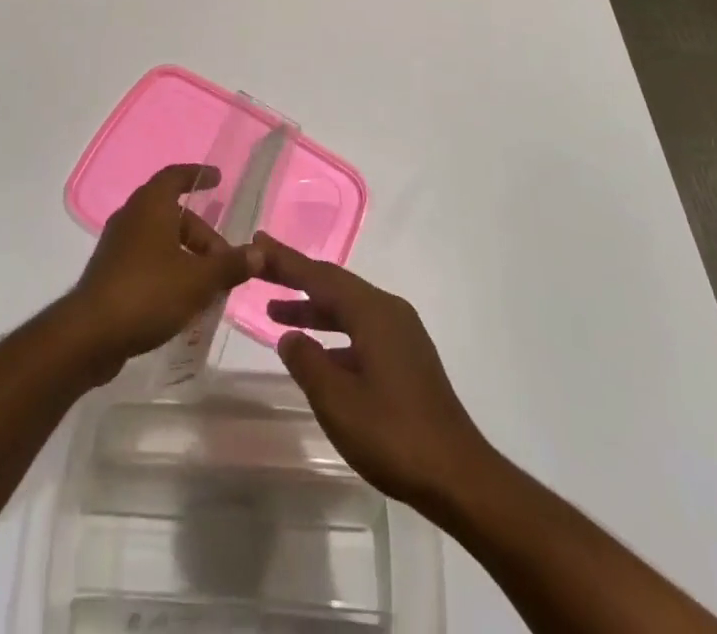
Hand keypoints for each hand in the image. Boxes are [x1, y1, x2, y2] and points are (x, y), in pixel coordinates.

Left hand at [66, 164, 259, 381]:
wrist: (89, 335)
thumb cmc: (148, 293)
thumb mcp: (198, 280)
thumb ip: (230, 265)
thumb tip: (260, 253)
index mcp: (151, 205)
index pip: (176, 176)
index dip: (198, 175)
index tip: (218, 179)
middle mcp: (131, 216)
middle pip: (172, 213)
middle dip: (201, 233)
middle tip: (224, 259)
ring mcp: (117, 244)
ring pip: (159, 237)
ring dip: (185, 253)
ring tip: (208, 282)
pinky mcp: (109, 271)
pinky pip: (146, 257)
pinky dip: (167, 267)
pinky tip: (181, 297)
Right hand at [258, 233, 491, 512]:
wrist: (459, 476)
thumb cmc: (393, 435)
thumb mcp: (338, 401)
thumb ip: (308, 363)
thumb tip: (290, 336)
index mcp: (372, 312)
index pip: (319, 276)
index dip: (285, 260)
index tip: (257, 241)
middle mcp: (388, 310)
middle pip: (334, 284)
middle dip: (296, 276)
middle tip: (260, 268)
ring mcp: (401, 333)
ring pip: (347, 308)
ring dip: (313, 308)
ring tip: (276, 312)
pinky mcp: (407, 357)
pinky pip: (360, 328)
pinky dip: (333, 331)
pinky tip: (317, 352)